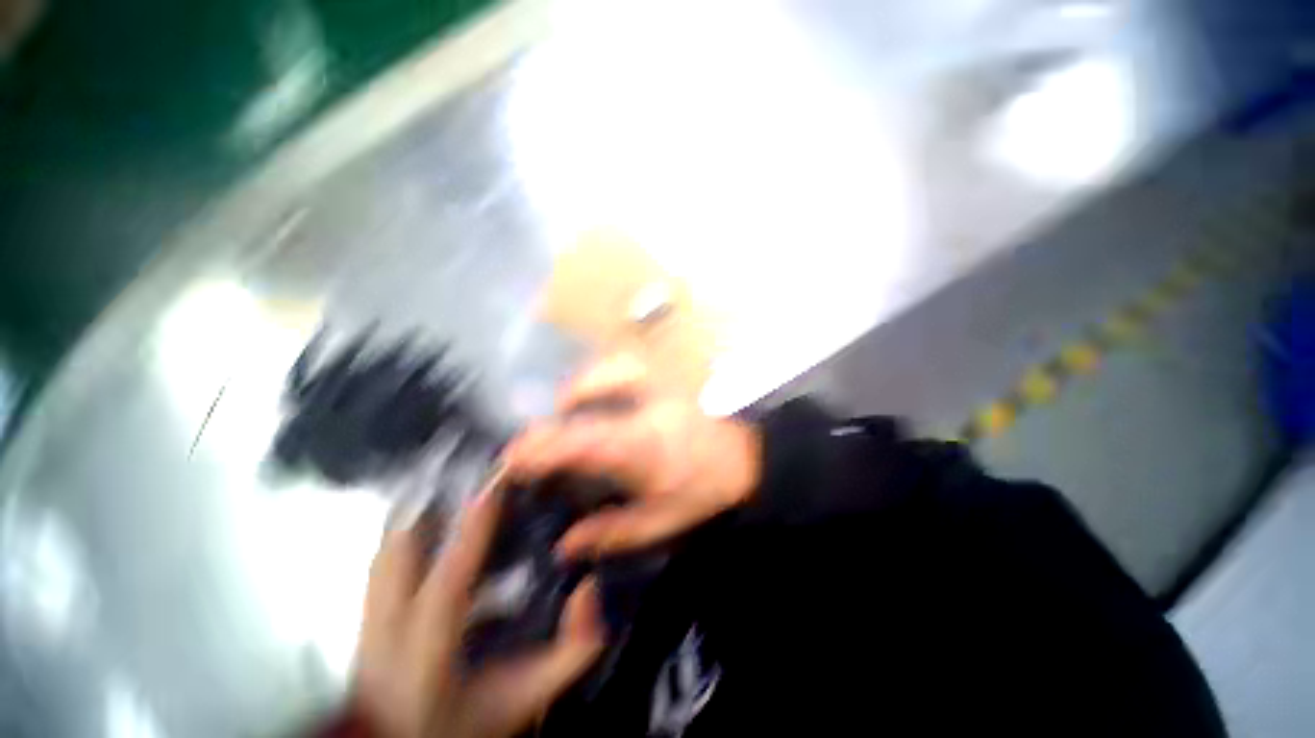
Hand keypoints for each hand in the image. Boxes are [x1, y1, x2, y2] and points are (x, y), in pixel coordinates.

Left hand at [352, 485, 605, 737]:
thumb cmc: (468, 723)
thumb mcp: (530, 695)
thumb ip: (574, 649)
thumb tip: (589, 587)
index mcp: (432, 650)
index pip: (450, 578)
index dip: (473, 527)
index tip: (494, 484)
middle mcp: (389, 630)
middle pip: (401, 549)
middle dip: (437, 501)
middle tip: (473, 469)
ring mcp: (368, 623)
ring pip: (386, 548)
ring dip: (419, 509)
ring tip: (451, 479)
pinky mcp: (363, 619)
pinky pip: (381, 559)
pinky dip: (404, 530)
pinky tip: (427, 515)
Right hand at [504, 353, 761, 559]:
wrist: (754, 451)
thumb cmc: (708, 486)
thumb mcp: (663, 519)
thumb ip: (613, 532)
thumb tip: (566, 544)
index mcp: (640, 444)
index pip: (580, 440)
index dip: (542, 445)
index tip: (513, 454)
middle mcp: (642, 405)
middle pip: (587, 396)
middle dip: (556, 413)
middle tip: (540, 435)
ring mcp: (657, 382)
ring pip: (607, 369)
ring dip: (581, 386)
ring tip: (569, 406)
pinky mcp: (668, 373)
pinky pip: (627, 361)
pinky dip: (607, 371)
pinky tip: (603, 386)